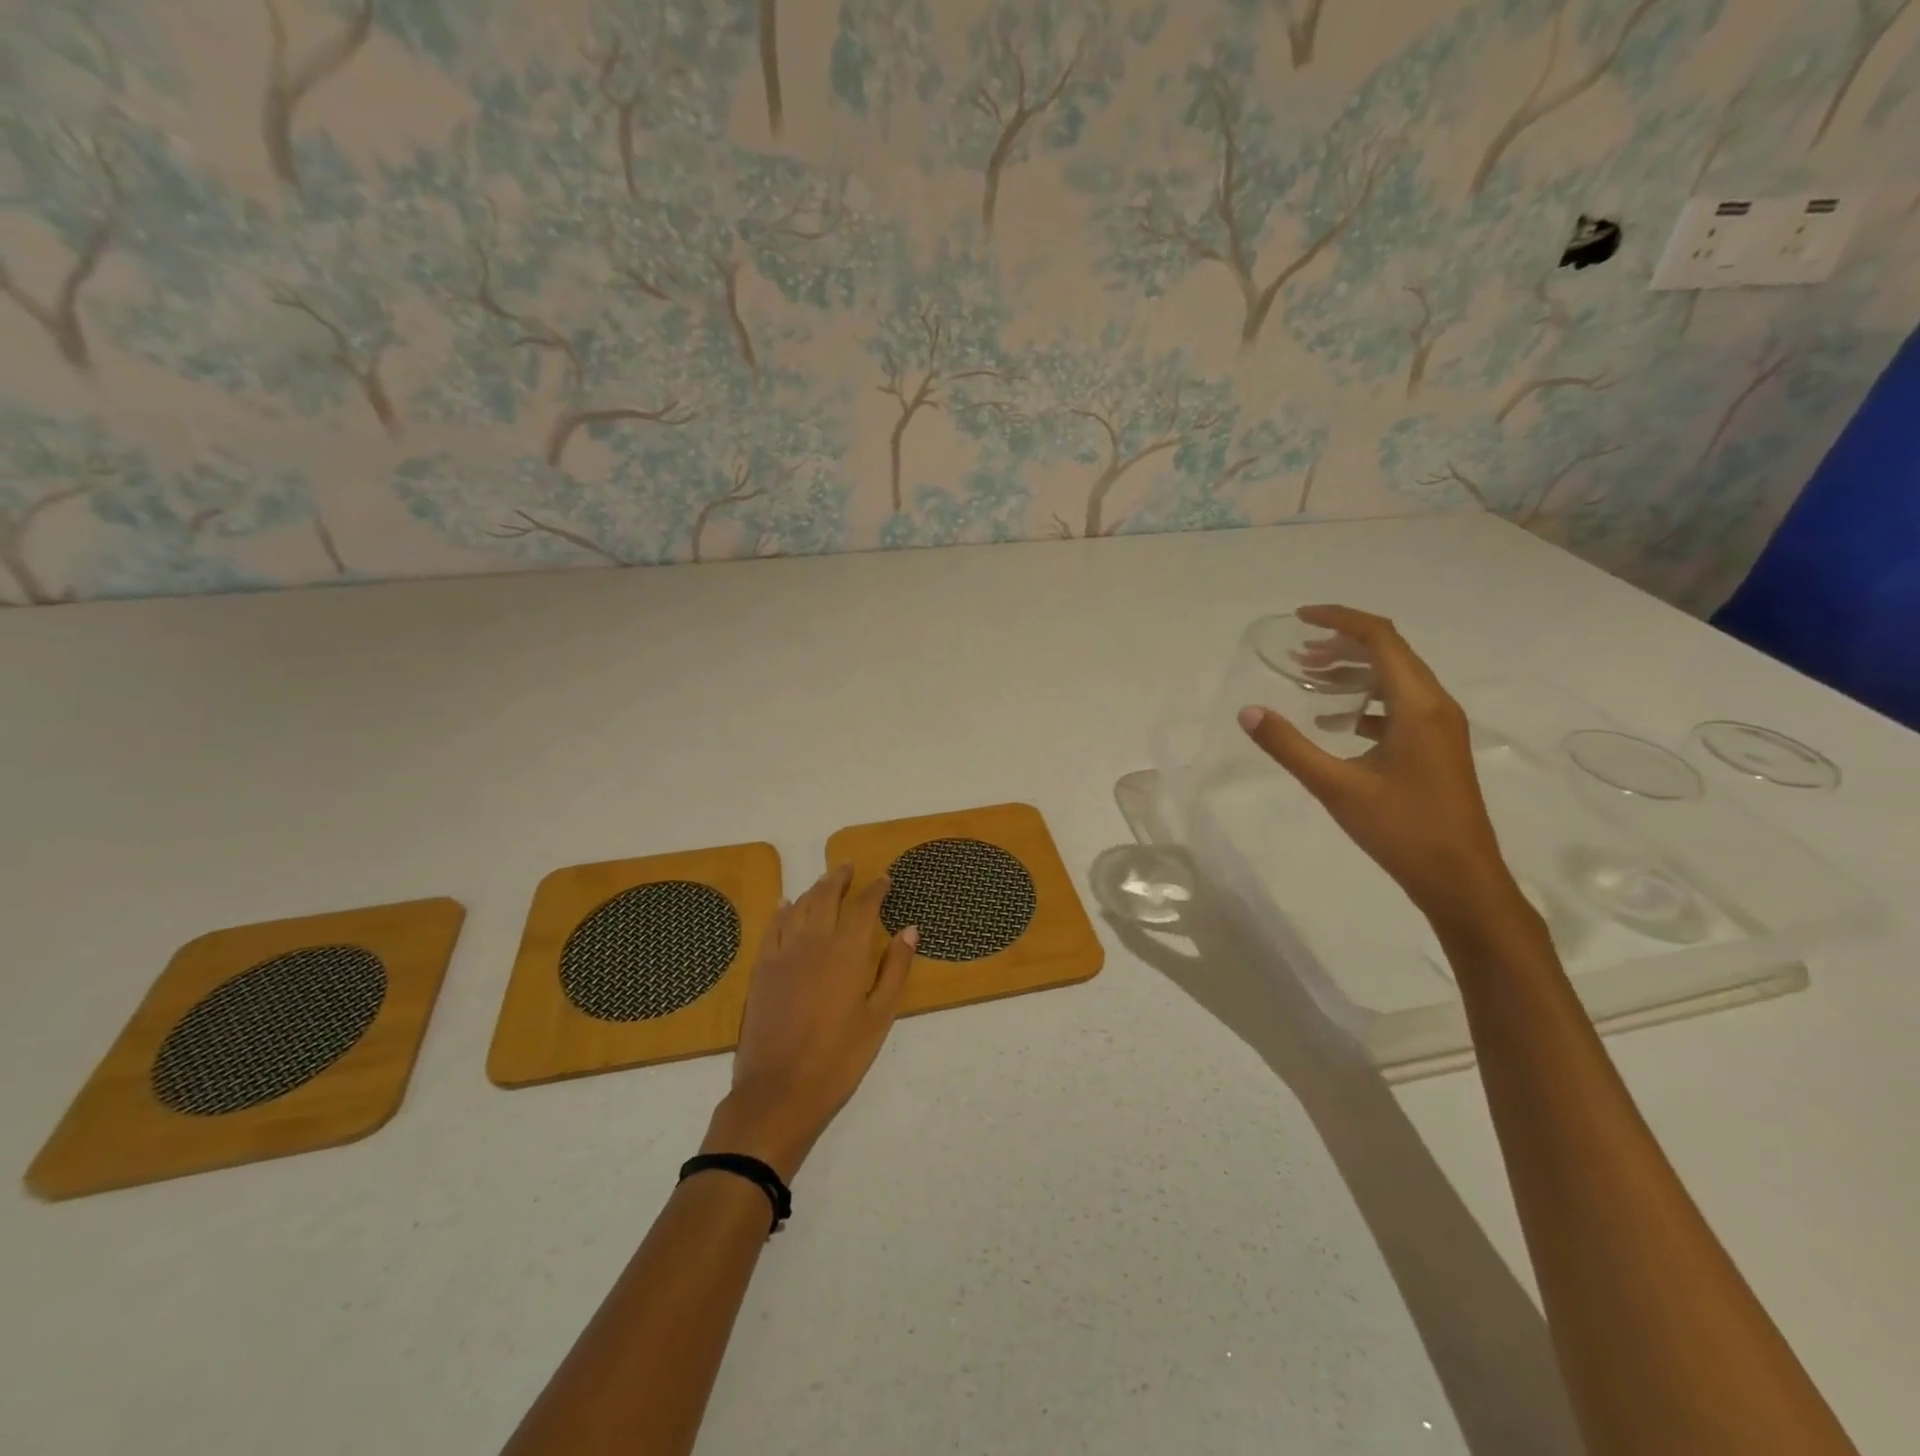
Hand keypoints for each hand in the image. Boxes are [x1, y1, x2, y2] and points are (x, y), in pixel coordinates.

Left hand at [702, 865, 916, 1181]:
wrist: (778, 1092)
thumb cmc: (839, 1058)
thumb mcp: (879, 1017)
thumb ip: (895, 969)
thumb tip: (909, 929)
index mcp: (847, 951)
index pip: (864, 907)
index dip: (875, 889)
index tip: (884, 878)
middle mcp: (813, 942)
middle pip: (826, 897)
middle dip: (839, 878)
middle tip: (848, 866)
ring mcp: (782, 954)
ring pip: (799, 907)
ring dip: (814, 889)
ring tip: (824, 881)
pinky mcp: (761, 970)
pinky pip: (772, 928)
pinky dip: (782, 911)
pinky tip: (786, 906)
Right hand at [1237, 604, 1525, 927]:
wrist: (1461, 879)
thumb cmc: (1401, 829)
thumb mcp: (1336, 786)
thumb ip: (1289, 746)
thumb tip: (1248, 712)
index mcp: (1418, 705)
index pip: (1380, 638)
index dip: (1339, 620)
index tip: (1299, 618)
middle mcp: (1436, 705)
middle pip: (1390, 653)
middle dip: (1341, 645)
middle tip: (1297, 654)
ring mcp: (1440, 728)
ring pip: (1395, 680)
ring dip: (1353, 673)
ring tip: (1309, 679)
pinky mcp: (1437, 748)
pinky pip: (1400, 706)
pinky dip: (1365, 701)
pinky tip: (1336, 721)